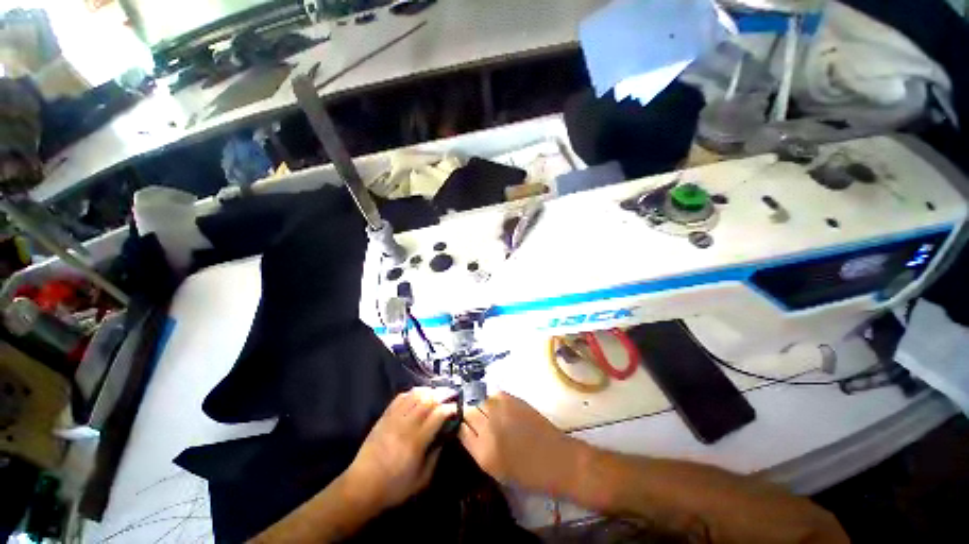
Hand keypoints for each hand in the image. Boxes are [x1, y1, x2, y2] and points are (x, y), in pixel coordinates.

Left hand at [344, 387, 457, 510]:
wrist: (361, 487)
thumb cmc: (394, 487)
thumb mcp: (421, 480)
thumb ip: (436, 456)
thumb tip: (445, 436)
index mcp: (416, 442)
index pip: (437, 415)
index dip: (450, 408)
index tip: (456, 409)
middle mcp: (406, 425)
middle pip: (427, 400)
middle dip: (442, 394)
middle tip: (451, 395)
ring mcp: (393, 419)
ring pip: (415, 395)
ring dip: (429, 391)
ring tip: (437, 394)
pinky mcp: (384, 417)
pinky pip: (400, 397)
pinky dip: (412, 393)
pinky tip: (419, 396)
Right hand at [458, 392, 587, 495]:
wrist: (557, 460)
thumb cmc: (528, 474)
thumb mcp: (496, 471)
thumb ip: (477, 449)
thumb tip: (466, 430)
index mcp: (483, 453)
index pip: (460, 429)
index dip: (459, 425)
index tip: (461, 424)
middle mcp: (489, 428)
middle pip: (467, 410)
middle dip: (467, 412)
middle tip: (471, 415)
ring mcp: (501, 410)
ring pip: (478, 399)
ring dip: (478, 403)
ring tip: (483, 409)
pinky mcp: (513, 399)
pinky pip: (493, 394)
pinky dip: (491, 399)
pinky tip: (496, 406)